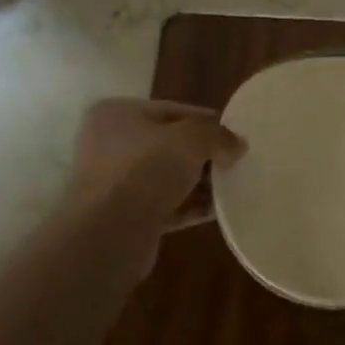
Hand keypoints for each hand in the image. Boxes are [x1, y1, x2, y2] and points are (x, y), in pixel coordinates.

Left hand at [69, 98, 243, 238]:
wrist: (108, 234)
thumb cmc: (144, 170)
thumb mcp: (190, 140)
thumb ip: (217, 135)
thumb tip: (237, 145)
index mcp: (117, 114)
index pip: (171, 110)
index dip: (206, 120)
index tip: (235, 133)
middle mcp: (110, 144)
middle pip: (169, 145)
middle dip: (203, 154)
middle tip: (236, 162)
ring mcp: (115, 183)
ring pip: (167, 177)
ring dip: (199, 183)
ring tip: (233, 187)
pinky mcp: (124, 217)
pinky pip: (165, 206)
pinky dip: (189, 207)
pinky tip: (217, 211)